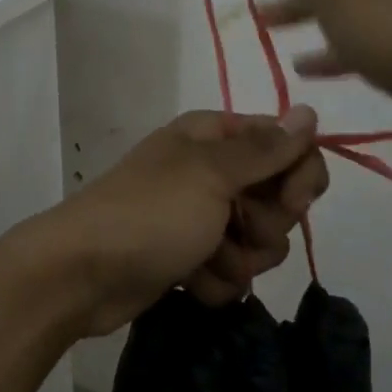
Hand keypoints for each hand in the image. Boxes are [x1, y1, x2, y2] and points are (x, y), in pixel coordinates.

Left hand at [31, 107, 328, 337]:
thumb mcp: (211, 174)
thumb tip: (309, 111)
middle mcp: (212, 171)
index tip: (293, 202)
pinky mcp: (192, 258)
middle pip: (279, 197)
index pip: (288, 145)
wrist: (81, 274)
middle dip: (266, 224)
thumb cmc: (150, 213)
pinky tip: (190, 281)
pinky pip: (232, 272)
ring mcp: (202, 217)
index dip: (300, 175)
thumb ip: (265, 148)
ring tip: (206, 260)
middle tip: (237, 229)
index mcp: (215, 137)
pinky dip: (216, 281)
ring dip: (240, 258)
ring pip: (260, 242)